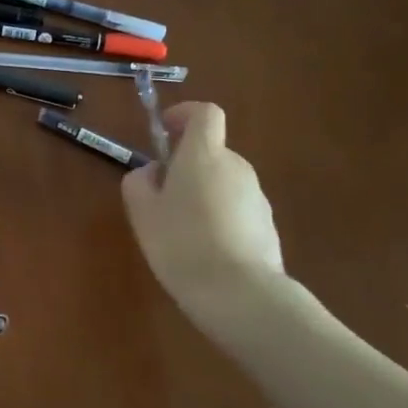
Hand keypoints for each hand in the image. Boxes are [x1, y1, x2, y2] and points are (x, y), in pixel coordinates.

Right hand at [121, 102, 289, 337]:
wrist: (240, 294)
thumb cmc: (181, 243)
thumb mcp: (142, 211)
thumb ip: (140, 181)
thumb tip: (152, 172)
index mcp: (204, 155)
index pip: (205, 113)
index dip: (184, 114)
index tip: (165, 130)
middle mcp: (236, 167)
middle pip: (211, 151)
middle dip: (187, 164)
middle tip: (161, 195)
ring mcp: (257, 197)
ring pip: (223, 182)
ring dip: (203, 193)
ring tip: (181, 230)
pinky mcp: (268, 227)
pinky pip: (237, 209)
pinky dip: (220, 218)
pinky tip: (205, 251)